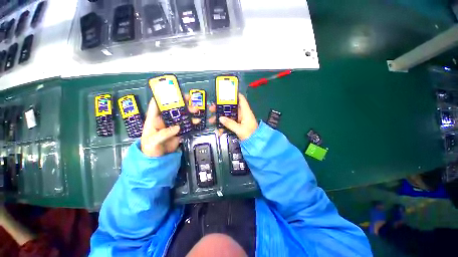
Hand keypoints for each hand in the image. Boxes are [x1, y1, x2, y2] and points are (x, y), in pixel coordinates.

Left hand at [141, 96, 200, 156]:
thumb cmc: (149, 149)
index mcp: (154, 120)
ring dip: (189, 112)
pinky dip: (192, 123)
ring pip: (181, 116)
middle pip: (172, 109)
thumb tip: (177, 127)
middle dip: (181, 103)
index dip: (162, 97)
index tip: (172, 92)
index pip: (156, 105)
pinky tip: (197, 121)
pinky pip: (186, 125)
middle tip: (189, 100)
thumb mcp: (153, 141)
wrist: (157, 159)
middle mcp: (164, 120)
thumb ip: (164, 133)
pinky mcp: (179, 132)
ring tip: (196, 110)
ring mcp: (172, 126)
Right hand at [209, 94, 257, 139]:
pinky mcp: (237, 125)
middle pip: (231, 107)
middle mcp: (242, 114)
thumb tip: (220, 118)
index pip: (241, 99)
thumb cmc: (250, 135)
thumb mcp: (240, 130)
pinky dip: (224, 125)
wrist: (255, 144)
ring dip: (220, 117)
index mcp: (246, 112)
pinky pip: (229, 123)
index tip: (225, 93)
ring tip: (212, 120)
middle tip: (212, 108)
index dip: (234, 94)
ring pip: (228, 115)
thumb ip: (230, 124)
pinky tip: (219, 130)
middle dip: (221, 108)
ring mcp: (239, 120)